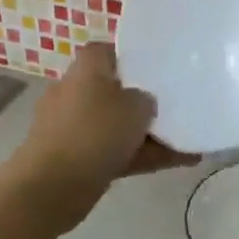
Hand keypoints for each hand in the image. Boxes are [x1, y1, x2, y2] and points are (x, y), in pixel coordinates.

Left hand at [15, 43, 195, 215]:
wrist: (52, 187)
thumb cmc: (96, 132)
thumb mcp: (137, 106)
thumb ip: (146, 99)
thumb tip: (143, 103)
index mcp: (86, 68)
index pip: (107, 51)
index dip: (132, 58)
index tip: (157, 70)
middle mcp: (74, 91)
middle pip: (114, 90)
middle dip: (142, 102)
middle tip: (176, 108)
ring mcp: (72, 126)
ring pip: (116, 125)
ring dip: (147, 134)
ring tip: (186, 142)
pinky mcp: (73, 158)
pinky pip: (113, 151)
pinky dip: (139, 156)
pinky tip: (178, 162)